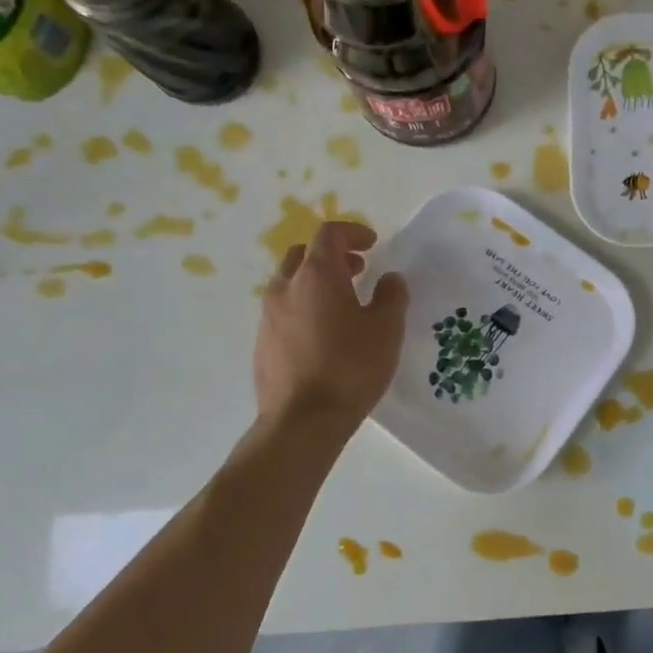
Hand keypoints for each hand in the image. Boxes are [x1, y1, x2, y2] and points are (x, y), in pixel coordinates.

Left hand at [254, 222, 407, 429]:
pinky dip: (304, 307)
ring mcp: (268, 316)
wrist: (302, 421)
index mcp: (317, 276)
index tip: (373, 243)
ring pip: (290, 283)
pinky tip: (324, 334)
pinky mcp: (262, 344)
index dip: (352, 232)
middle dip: (332, 255)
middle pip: (303, 254)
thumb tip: (389, 279)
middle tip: (358, 270)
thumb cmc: (351, 367)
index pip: (329, 234)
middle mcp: (285, 288)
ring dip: (316, 282)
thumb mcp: (386, 329)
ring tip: (343, 304)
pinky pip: (283, 311)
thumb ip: (391, 296)